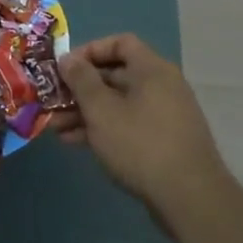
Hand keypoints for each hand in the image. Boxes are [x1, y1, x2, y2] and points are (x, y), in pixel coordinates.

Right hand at [57, 34, 227, 214]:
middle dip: (80, 88)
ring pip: (118, 103)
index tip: (66, 67)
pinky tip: (75, 142)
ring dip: (85, 112)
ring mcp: (164, 116)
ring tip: (55, 126)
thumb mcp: (101, 109)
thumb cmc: (140, 144)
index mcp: (152, 70)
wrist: (190, 199)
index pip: (120, 43)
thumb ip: (81, 80)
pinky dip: (103, 128)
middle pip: (115, 75)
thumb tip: (68, 58)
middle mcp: (162, 86)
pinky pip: (127, 125)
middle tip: (52, 100)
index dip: (90, 50)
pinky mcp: (163, 142)